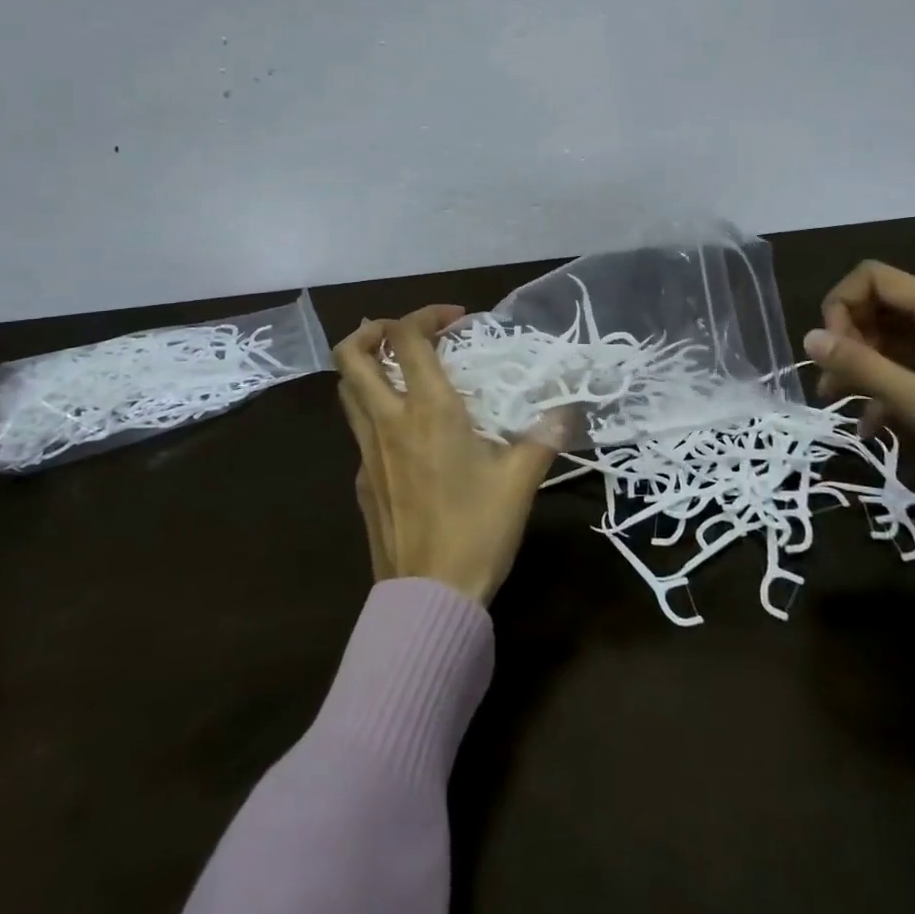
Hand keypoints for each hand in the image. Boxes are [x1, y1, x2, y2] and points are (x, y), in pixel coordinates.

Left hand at [333, 305, 564, 604]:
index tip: (456, 321)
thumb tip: (567, 410)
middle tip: (406, 334)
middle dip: (372, 331)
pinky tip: (409, 436)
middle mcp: (389, 422)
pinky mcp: (363, 482)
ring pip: (348, 392)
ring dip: (368, 368)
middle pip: (351, 356)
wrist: (429, 598)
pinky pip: (360, 431)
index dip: (426, 315)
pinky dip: (376, 412)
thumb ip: (543, 437)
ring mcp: (367, 453)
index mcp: (428, 411)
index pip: (407, 338)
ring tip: (402, 371)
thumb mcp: (520, 480)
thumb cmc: (477, 530)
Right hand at [803, 261, 914, 514]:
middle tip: (831, 379)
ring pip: (892, 337)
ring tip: (837, 399)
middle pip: (882, 305)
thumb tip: (809, 337)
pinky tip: (870, 422)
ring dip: (860, 361)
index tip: (832, 349)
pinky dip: (884, 384)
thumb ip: (864, 367)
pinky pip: (909, 366)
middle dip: (848, 335)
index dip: (843, 304)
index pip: (876, 278)